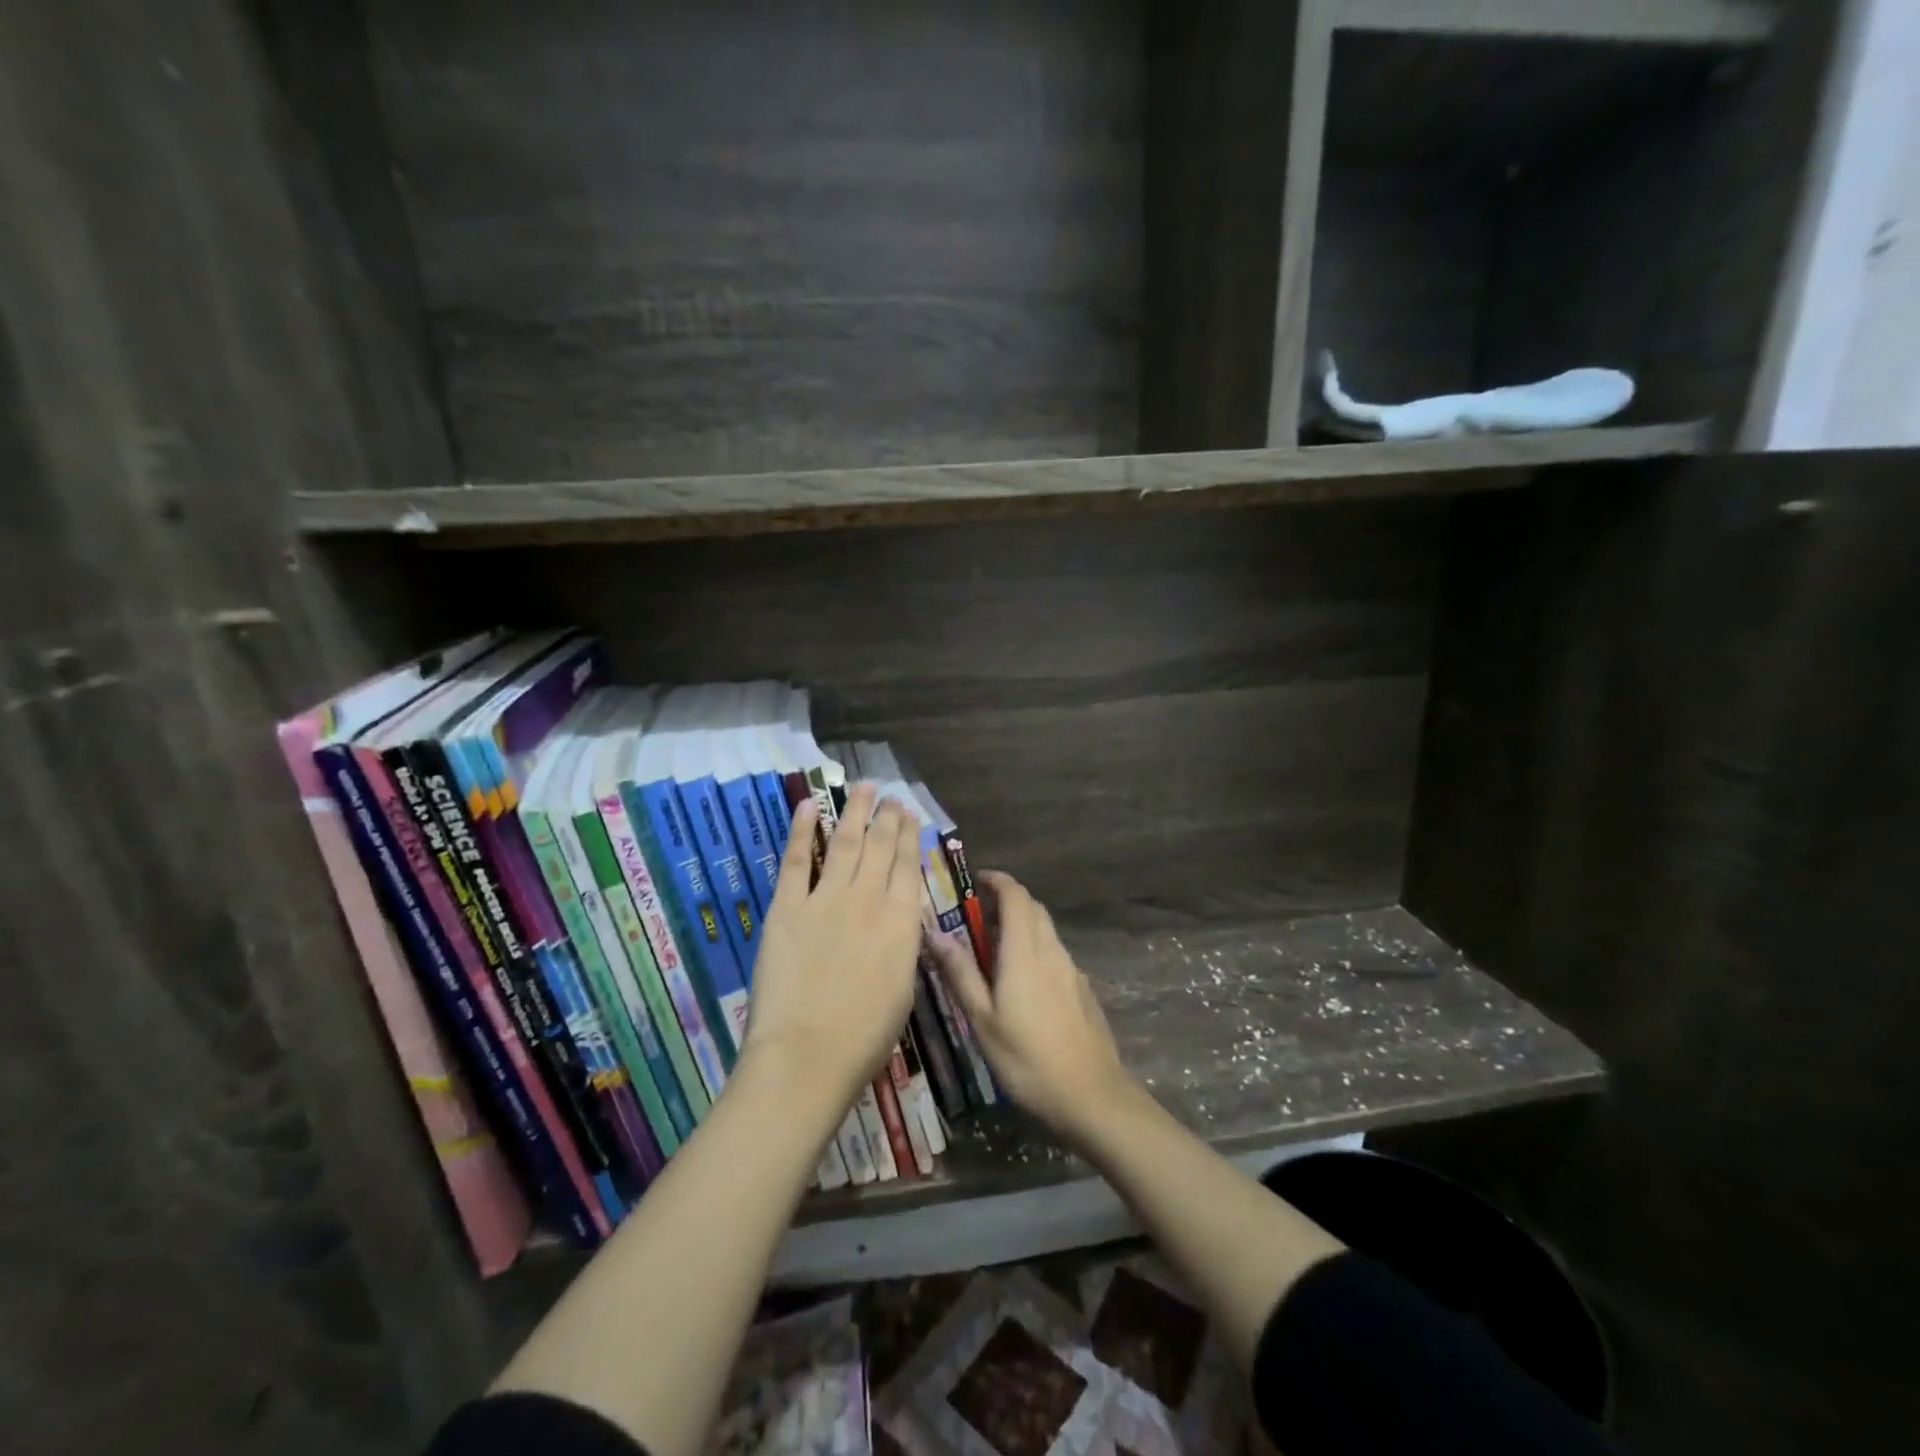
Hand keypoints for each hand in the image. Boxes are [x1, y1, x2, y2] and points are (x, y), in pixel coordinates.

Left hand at [742, 785, 922, 1113]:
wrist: (808, 1054)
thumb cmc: (865, 1036)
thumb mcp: (904, 989)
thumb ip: (902, 947)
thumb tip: (901, 924)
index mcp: (901, 922)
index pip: (908, 866)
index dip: (909, 836)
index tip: (910, 814)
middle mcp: (867, 899)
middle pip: (880, 846)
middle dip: (886, 816)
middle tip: (889, 794)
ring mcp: (825, 899)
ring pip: (843, 843)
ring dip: (854, 812)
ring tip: (863, 787)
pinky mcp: (787, 908)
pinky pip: (795, 860)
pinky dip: (800, 830)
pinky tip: (807, 806)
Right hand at [924, 870, 1135, 1149]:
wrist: (1092, 1096)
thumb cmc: (1027, 1060)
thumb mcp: (983, 1020)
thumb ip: (960, 973)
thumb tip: (934, 932)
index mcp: (1024, 953)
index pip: (1016, 897)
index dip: (998, 881)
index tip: (976, 880)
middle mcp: (1051, 952)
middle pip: (1033, 908)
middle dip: (1007, 900)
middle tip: (977, 915)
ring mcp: (1072, 970)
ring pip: (1046, 930)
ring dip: (1022, 924)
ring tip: (993, 947)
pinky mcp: (1082, 989)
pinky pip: (1055, 953)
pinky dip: (1035, 947)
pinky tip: (1022, 980)